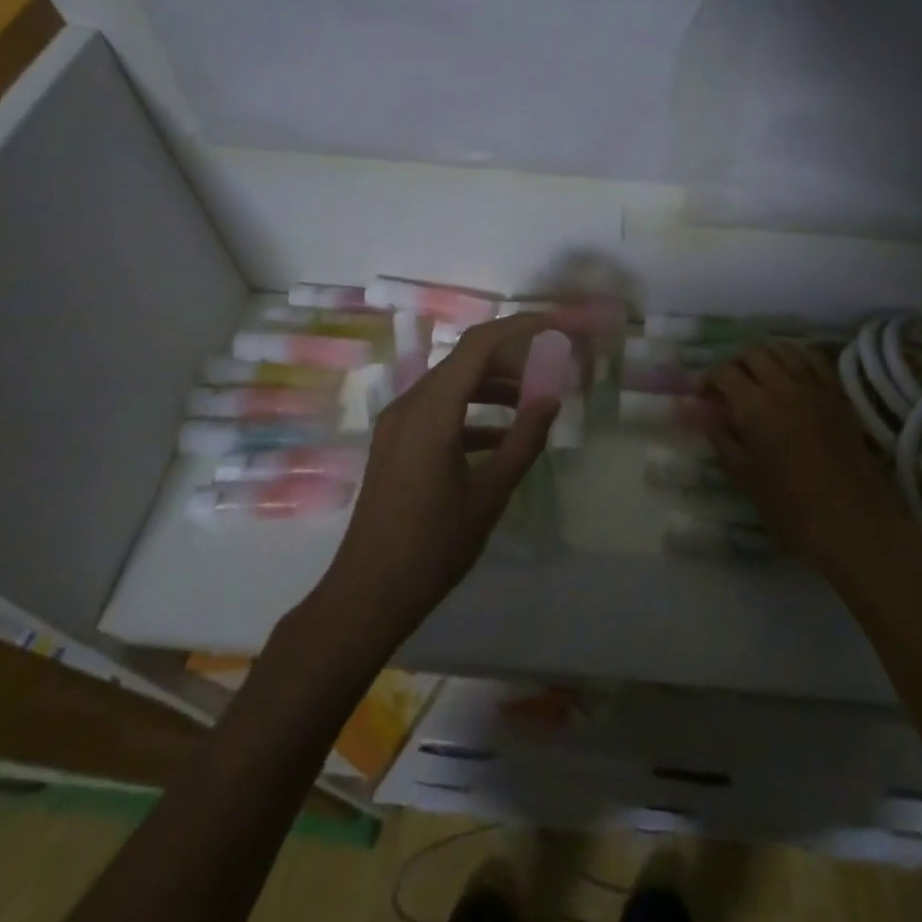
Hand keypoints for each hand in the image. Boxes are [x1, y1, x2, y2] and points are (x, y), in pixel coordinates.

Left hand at [322, 313, 559, 634]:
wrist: (366, 595)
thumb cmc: (432, 547)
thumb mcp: (490, 494)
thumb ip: (524, 439)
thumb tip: (552, 396)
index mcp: (431, 411)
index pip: (478, 345)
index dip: (518, 327)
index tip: (554, 325)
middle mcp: (409, 405)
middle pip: (464, 361)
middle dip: (510, 359)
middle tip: (551, 371)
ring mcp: (397, 424)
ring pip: (452, 384)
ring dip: (492, 385)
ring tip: (533, 400)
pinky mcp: (395, 444)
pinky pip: (438, 410)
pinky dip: (472, 412)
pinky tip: (501, 436)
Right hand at [703, 341, 921, 586]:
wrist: (851, 521)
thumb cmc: (789, 506)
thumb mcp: (743, 474)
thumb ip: (720, 437)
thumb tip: (704, 414)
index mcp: (755, 406)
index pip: (725, 371)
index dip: (709, 378)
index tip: (704, 394)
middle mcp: (784, 386)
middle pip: (754, 352)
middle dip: (736, 363)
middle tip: (730, 385)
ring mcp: (815, 386)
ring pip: (785, 349)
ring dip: (766, 356)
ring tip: (760, 376)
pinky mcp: (838, 394)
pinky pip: (814, 360)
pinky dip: (797, 359)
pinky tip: (792, 375)